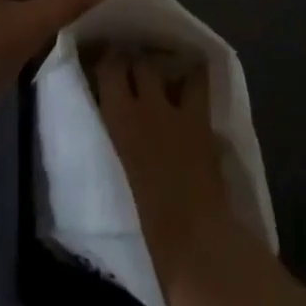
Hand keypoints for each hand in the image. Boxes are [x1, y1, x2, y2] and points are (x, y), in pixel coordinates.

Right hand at [93, 47, 239, 304]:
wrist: (196, 247)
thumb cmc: (145, 233)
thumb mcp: (113, 187)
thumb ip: (109, 153)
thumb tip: (106, 142)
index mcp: (118, 122)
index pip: (109, 69)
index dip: (105, 60)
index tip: (101, 63)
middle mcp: (146, 105)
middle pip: (137, 61)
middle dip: (132, 58)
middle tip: (129, 65)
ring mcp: (179, 109)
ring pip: (169, 65)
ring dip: (164, 65)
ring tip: (162, 70)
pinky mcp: (204, 120)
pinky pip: (199, 83)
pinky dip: (193, 78)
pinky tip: (190, 82)